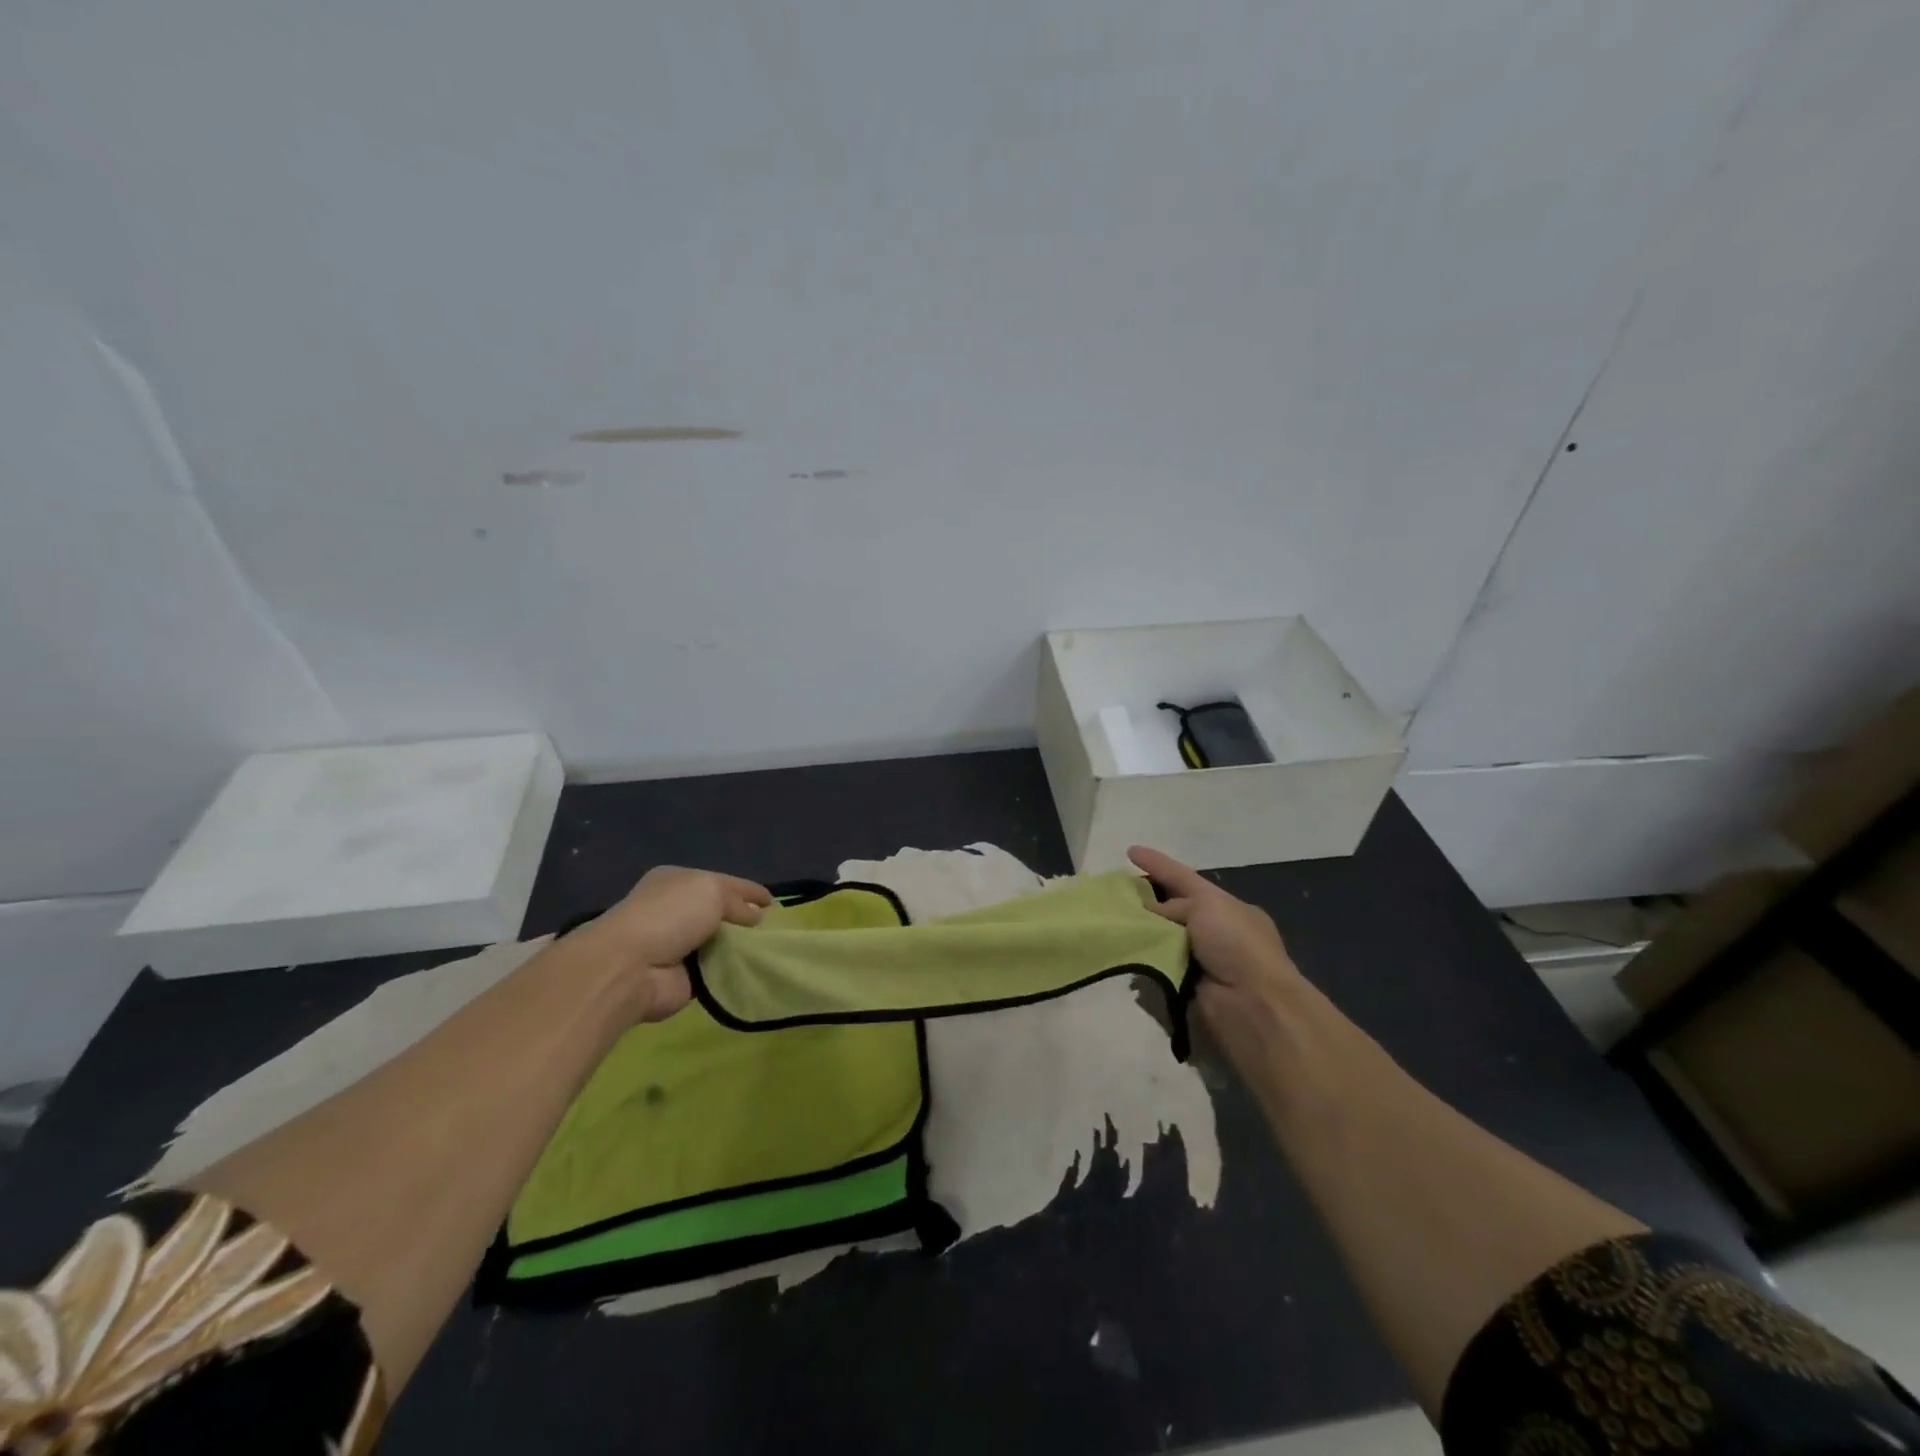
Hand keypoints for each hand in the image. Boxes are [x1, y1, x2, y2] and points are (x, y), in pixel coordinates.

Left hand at [578, 866, 771, 1021]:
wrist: (631, 967)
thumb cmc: (670, 916)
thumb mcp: (711, 891)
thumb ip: (738, 901)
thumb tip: (756, 915)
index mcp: (678, 881)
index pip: (722, 882)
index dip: (748, 890)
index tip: (773, 901)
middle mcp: (676, 911)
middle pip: (720, 912)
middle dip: (746, 919)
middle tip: (774, 927)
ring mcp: (679, 945)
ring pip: (720, 942)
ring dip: (741, 947)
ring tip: (772, 949)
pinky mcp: (684, 978)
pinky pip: (717, 971)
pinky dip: (733, 971)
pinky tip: (756, 970)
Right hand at [1128, 846, 1306, 1070]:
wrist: (1252, 1004)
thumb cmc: (1236, 945)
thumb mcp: (1207, 906)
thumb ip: (1173, 904)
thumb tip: (1149, 913)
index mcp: (1227, 907)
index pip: (1185, 878)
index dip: (1158, 864)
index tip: (1129, 852)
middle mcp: (1214, 930)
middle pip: (1171, 908)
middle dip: (1145, 900)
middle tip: (1112, 891)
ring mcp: (1200, 959)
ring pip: (1161, 937)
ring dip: (1140, 931)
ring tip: (1109, 920)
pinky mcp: (1185, 986)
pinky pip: (1155, 965)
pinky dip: (1140, 958)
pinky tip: (1120, 950)